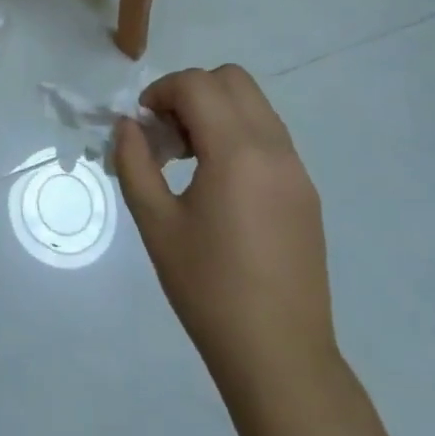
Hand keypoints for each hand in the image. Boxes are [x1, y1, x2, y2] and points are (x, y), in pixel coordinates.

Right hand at [112, 65, 337, 409]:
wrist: (278, 355)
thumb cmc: (208, 289)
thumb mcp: (156, 224)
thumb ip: (135, 163)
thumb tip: (128, 125)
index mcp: (237, 153)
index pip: (198, 85)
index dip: (162, 92)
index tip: (143, 126)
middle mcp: (274, 149)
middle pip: (233, 80)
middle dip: (191, 92)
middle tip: (167, 136)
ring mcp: (297, 169)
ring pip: (255, 105)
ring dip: (216, 111)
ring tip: (189, 159)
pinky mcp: (306, 192)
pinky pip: (270, 136)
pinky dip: (238, 135)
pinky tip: (219, 183)